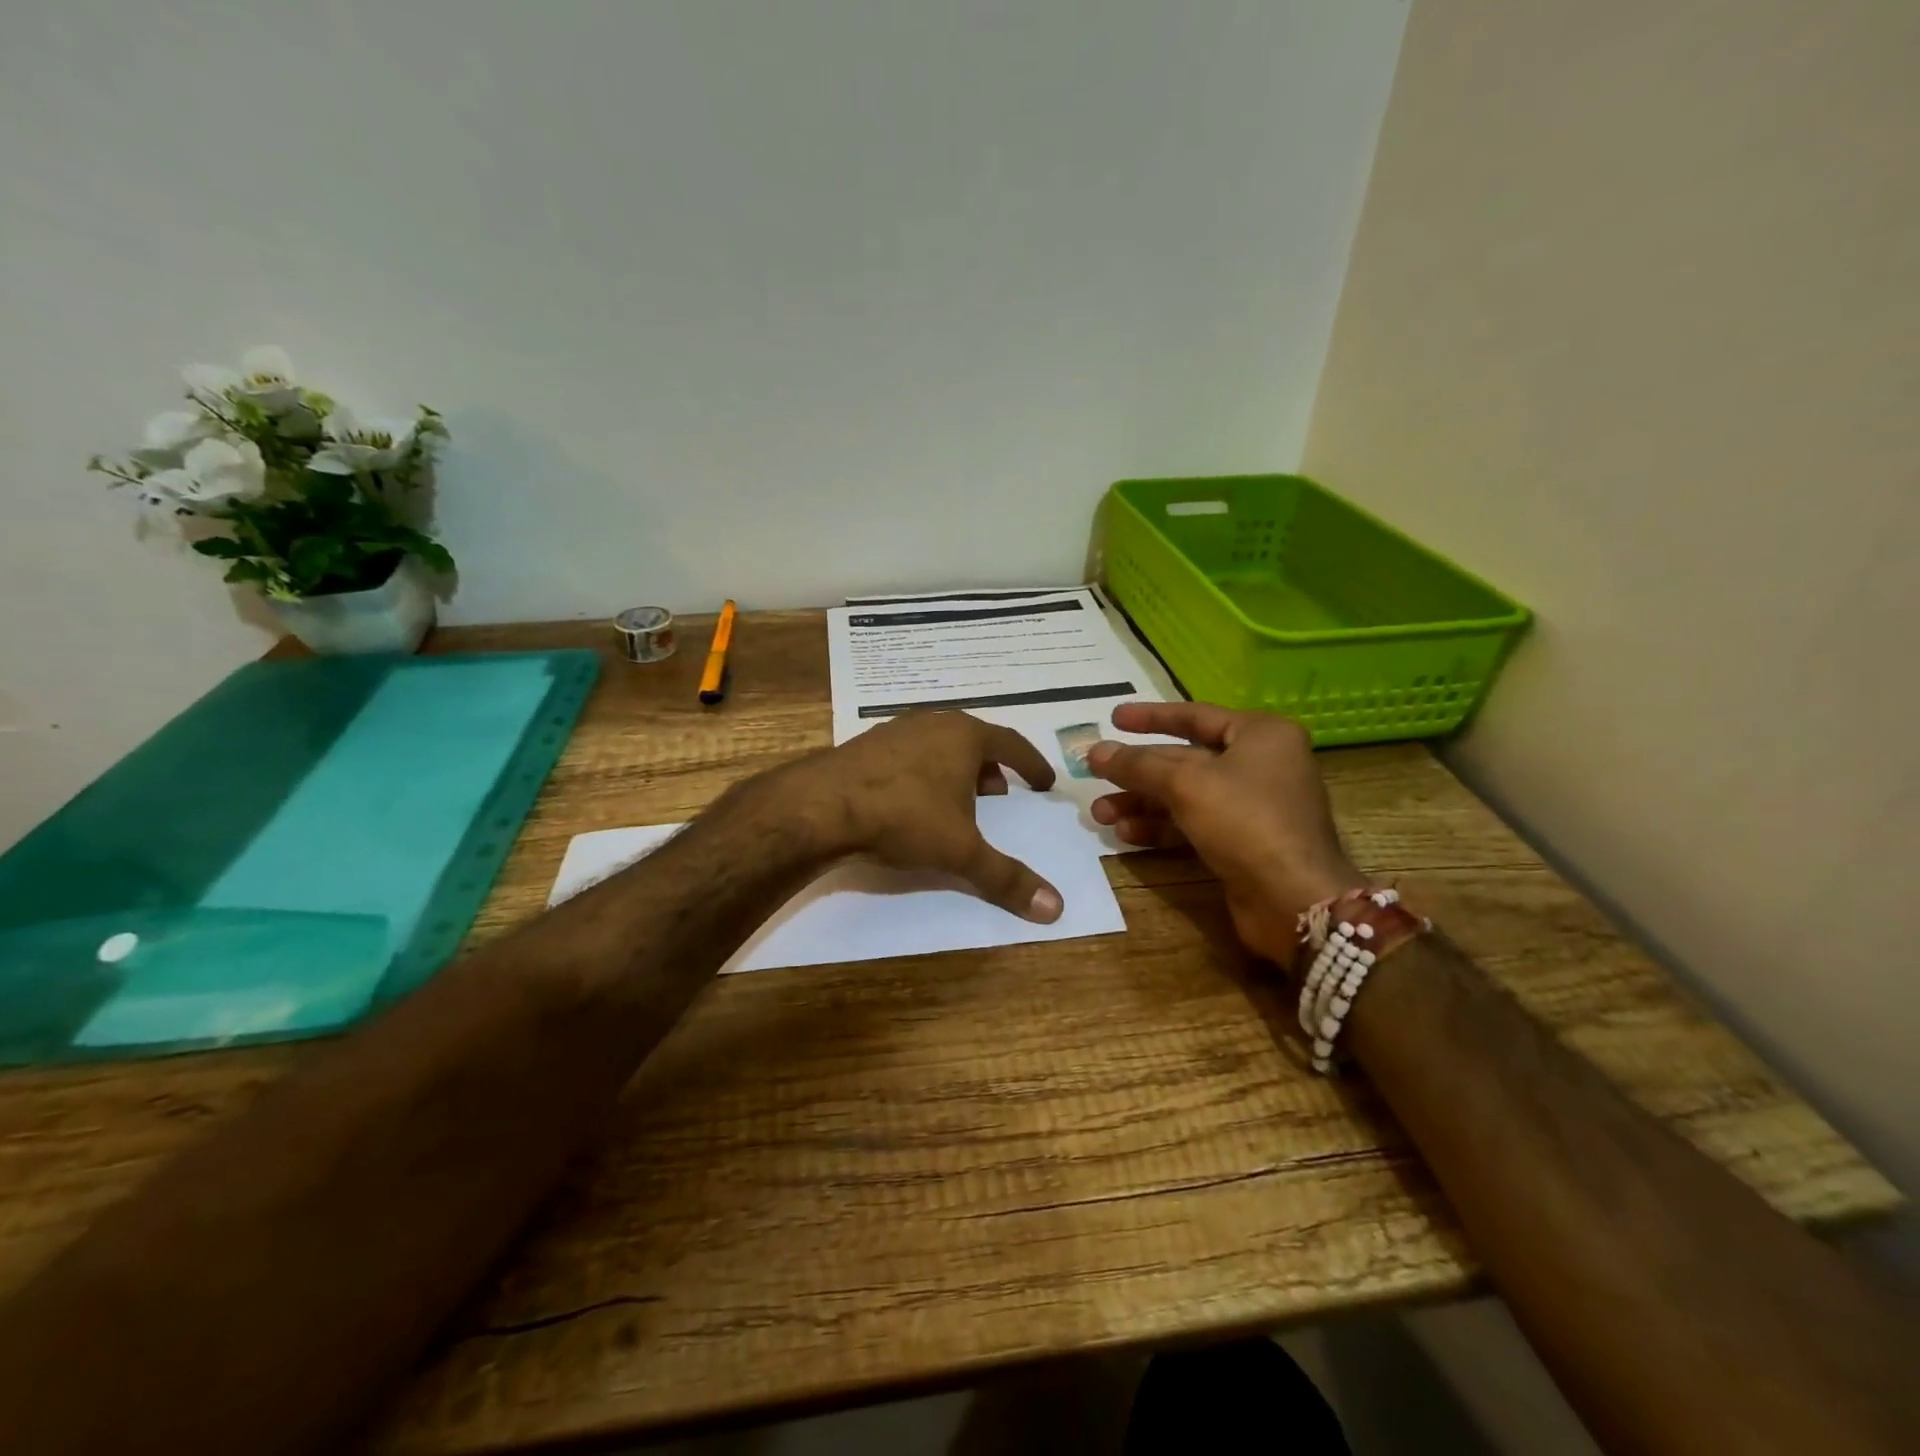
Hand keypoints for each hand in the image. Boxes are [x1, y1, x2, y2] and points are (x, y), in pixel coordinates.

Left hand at [777, 712, 1063, 922]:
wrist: (822, 806)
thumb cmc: (904, 817)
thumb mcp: (961, 850)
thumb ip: (1006, 878)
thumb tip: (1056, 908)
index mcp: (964, 736)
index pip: (1011, 744)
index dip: (1031, 764)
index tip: (1044, 782)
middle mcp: (932, 723)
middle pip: (973, 740)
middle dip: (991, 767)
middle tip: (1001, 794)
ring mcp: (895, 731)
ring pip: (938, 746)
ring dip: (956, 770)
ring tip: (959, 801)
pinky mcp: (865, 745)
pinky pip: (909, 755)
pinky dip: (923, 773)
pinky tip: (913, 801)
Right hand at [1086, 703, 1367, 966]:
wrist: (1294, 900)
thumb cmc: (1246, 821)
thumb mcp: (1186, 784)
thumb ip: (1137, 765)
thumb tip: (1094, 751)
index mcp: (1261, 734)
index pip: (1195, 715)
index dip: (1151, 717)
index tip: (1113, 718)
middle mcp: (1260, 764)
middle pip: (1185, 760)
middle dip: (1137, 772)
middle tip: (1094, 775)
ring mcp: (1253, 806)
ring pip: (1185, 796)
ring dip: (1142, 803)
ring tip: (1100, 815)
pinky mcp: (1243, 843)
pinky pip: (1193, 825)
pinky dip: (1160, 828)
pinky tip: (1126, 836)